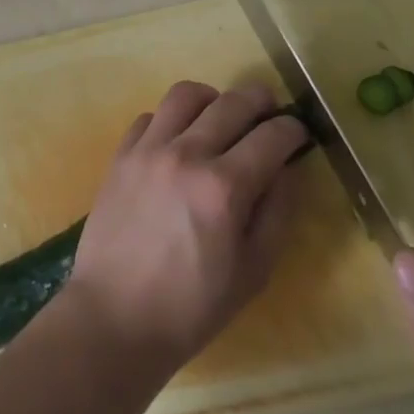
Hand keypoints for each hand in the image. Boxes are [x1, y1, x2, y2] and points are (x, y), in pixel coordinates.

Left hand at [60, 81, 310, 374]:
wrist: (114, 319)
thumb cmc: (191, 308)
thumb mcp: (252, 272)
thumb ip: (277, 213)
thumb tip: (287, 169)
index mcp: (224, 188)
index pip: (271, 136)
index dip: (293, 130)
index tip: (299, 134)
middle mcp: (188, 154)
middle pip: (233, 102)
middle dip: (260, 101)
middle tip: (269, 113)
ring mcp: (150, 149)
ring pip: (187, 94)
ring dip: (213, 99)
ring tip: (220, 117)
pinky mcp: (121, 154)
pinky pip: (151, 115)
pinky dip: (171, 120)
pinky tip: (178, 141)